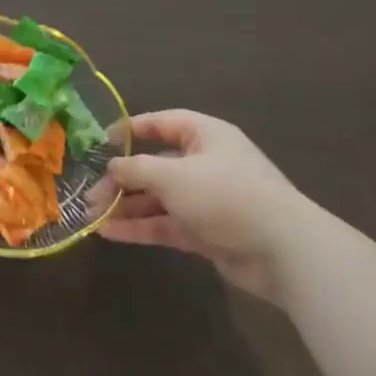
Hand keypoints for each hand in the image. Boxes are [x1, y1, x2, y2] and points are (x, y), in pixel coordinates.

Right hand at [83, 111, 315, 302]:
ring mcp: (206, 199)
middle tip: (90, 194)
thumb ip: (134, 169)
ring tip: (92, 216)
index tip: (100, 143)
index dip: (130, 130)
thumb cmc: (225, 194)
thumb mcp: (171, 174)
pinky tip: (110, 233)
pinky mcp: (207, 231)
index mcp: (204, 135)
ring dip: (126, 206)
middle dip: (120, 179)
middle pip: (153, 165)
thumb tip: (110, 168)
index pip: (160, 123)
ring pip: (157, 198)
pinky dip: (140, 227)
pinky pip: (166, 224)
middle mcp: (204, 163)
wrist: (285, 252)